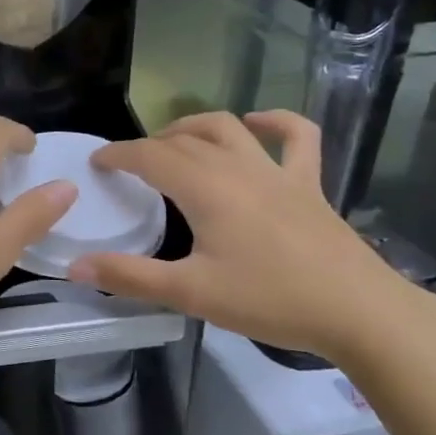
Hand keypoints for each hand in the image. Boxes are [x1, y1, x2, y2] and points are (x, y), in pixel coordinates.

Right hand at [70, 111, 430, 362]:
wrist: (359, 312)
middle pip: (182, 140)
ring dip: (194, 127)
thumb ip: (130, 277)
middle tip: (129, 167)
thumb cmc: (270, 300)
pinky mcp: (309, 184)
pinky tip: (257, 122)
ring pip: (227, 128)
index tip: (97, 162)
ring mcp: (276, 172)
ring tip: (173, 140)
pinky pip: (297, 137)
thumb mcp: (191, 293)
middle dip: (149, 146)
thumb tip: (75, 266)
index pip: (149, 156)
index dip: (118, 155)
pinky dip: (275, 122)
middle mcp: (237, 167)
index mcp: (205, 188)